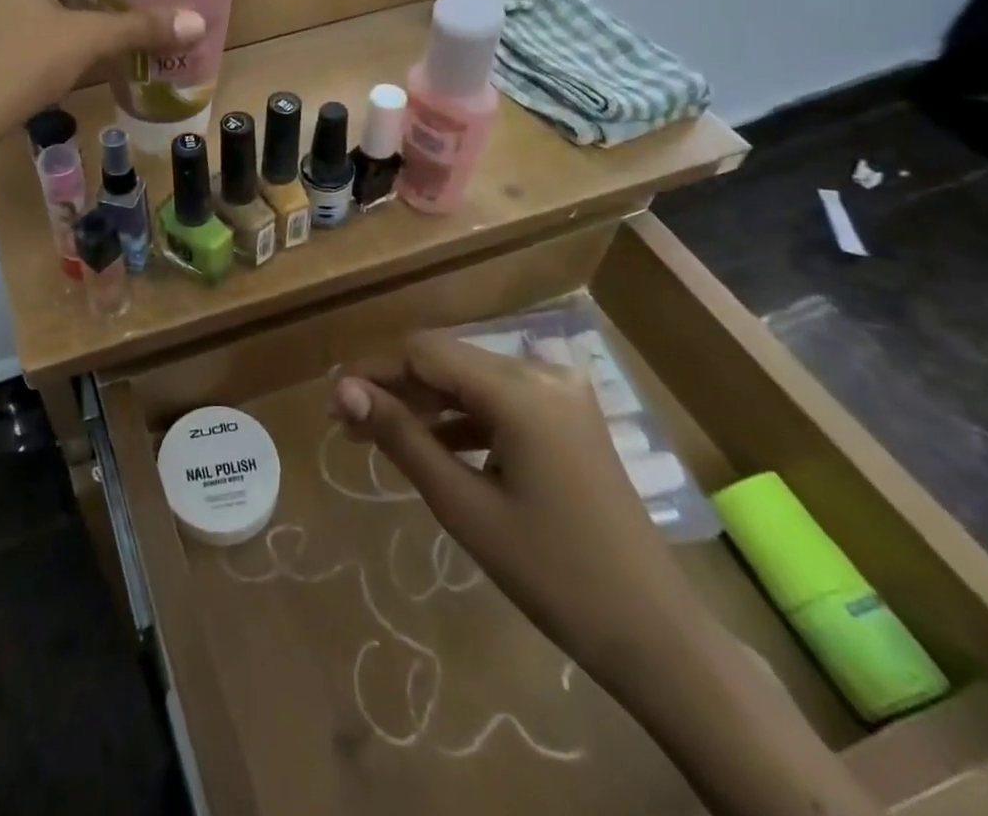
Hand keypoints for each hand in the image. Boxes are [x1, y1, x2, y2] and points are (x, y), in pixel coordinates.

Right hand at [330, 333, 699, 685]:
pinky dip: (460, 418)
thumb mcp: (463, 505)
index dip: (372, 371)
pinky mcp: (566, 417)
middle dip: (394, 387)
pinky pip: (497, 400)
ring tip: (376, 436)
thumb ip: (400, 436)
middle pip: (446, 361)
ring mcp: (559, 394)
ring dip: (424, 403)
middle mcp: (541, 374)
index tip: (333, 403)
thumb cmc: (551, 573)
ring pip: (469, 379)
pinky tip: (431, 446)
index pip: (423, 353)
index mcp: (519, 390)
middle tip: (347, 424)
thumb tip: (343, 391)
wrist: (654, 635)